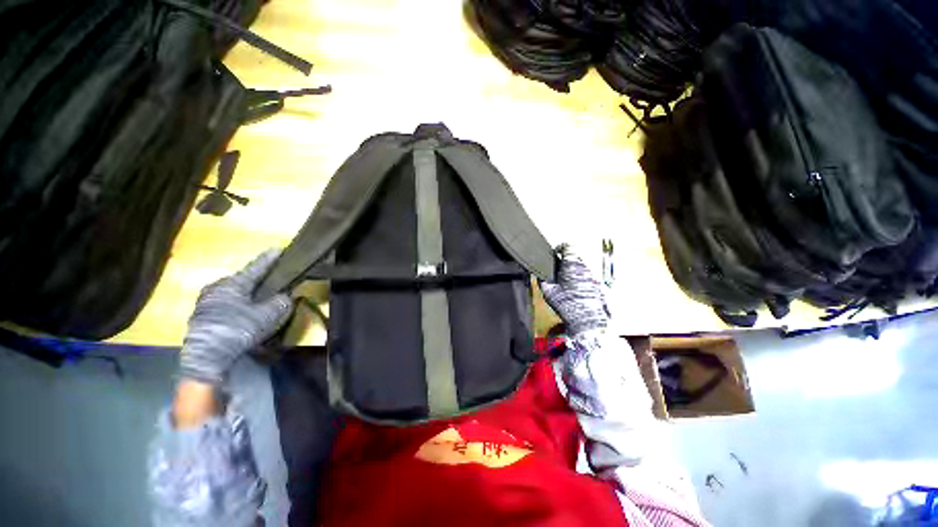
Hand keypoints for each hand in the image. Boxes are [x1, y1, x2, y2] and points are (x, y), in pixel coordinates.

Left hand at [179, 248, 292, 385]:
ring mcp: (205, 301)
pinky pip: (225, 303)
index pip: (256, 267)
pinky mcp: (201, 316)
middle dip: (258, 279)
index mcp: (233, 283)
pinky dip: (238, 304)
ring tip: (259, 298)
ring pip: (233, 292)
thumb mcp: (269, 315)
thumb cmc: (239, 330)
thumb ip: (282, 301)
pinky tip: (244, 313)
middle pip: (243, 279)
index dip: (270, 259)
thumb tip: (285, 296)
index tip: (279, 249)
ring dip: (247, 293)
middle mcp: (217, 287)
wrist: (206, 358)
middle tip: (272, 280)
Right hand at [540, 244, 608, 336]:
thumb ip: (543, 280)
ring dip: (573, 271)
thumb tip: (539, 275)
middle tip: (557, 270)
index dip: (560, 247)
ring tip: (566, 283)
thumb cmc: (567, 304)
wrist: (587, 320)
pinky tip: (575, 291)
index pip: (568, 246)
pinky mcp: (598, 286)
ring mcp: (593, 276)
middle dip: (566, 261)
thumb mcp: (548, 292)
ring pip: (582, 267)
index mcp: (571, 265)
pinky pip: (587, 277)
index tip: (555, 253)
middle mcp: (584, 267)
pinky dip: (580, 280)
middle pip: (575, 257)